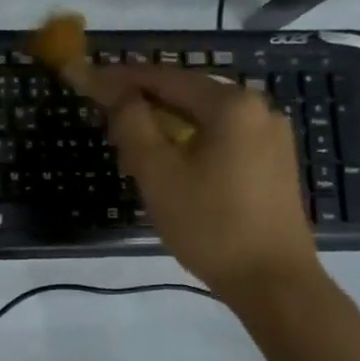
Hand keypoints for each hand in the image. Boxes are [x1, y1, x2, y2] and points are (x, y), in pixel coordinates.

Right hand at [81, 65, 322, 307]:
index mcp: (231, 104)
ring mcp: (270, 135)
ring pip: (202, 117)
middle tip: (103, 115)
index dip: (119, 77)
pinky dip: (189, 141)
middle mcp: (257, 108)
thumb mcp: (158, 173)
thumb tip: (117, 93)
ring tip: (129, 147)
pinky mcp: (273, 161)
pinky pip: (221, 137)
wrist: (274, 283)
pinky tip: (167, 163)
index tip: (85, 77)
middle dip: (141, 103)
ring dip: (163, 125)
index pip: (163, 77)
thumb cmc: (210, 225)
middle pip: (185, 94)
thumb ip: (133, 124)